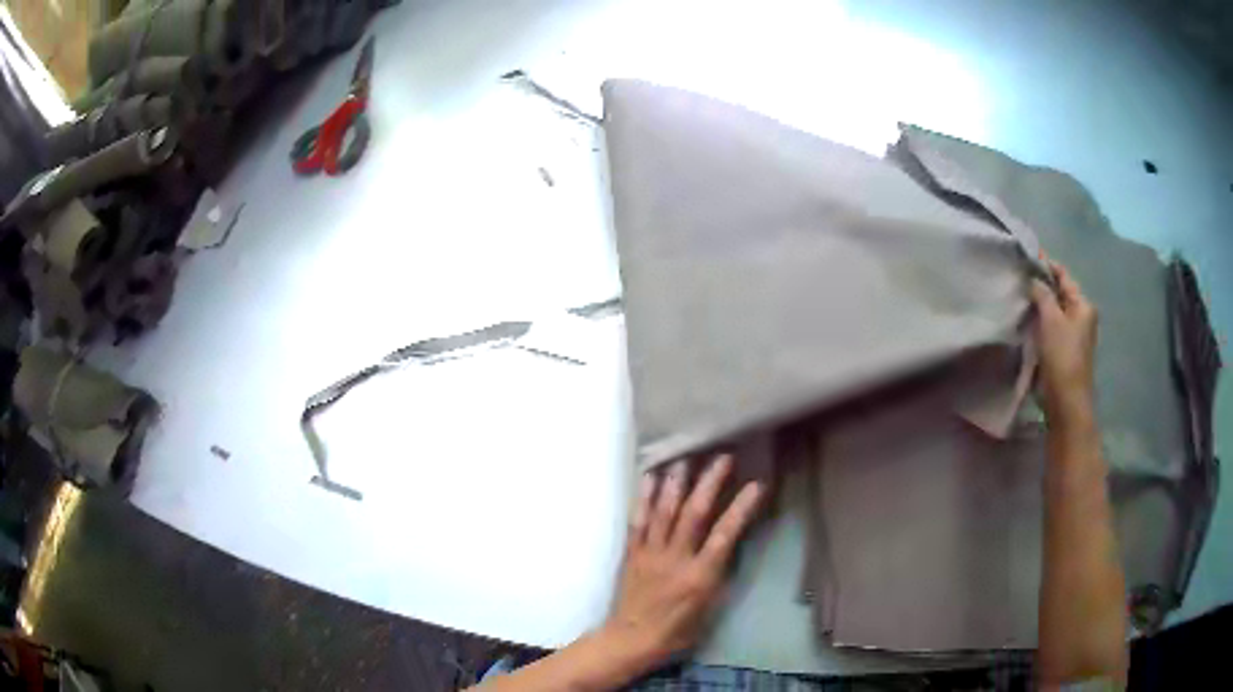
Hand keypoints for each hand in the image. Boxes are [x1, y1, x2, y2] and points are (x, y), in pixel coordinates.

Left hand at [599, 455, 763, 676]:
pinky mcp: (632, 553)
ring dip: (677, 482)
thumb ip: (719, 574)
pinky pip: (638, 520)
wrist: (631, 639)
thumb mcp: (710, 609)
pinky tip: (650, 477)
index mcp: (700, 576)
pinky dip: (644, 497)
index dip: (742, 508)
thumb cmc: (677, 631)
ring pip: (664, 511)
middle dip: (710, 483)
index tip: (756, 485)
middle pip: (694, 514)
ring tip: (687, 458)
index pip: (725, 535)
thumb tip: (728, 544)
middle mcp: (675, 559)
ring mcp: (650, 553)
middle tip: (722, 457)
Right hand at [1030, 256, 1097, 424]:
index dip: (1046, 264)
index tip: (1026, 256)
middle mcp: (1082, 317)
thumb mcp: (1051, 320)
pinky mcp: (1065, 352)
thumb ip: (1042, 294)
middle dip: (1042, 285)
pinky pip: (1051, 328)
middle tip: (1019, 278)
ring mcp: (1074, 336)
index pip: (1063, 275)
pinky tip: (1027, 322)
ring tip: (1020, 298)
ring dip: (1040, 305)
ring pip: (1055, 311)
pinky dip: (1041, 322)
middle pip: (1060, 293)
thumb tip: (1033, 279)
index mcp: (1083, 305)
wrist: (1067, 403)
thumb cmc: (1062, 357)